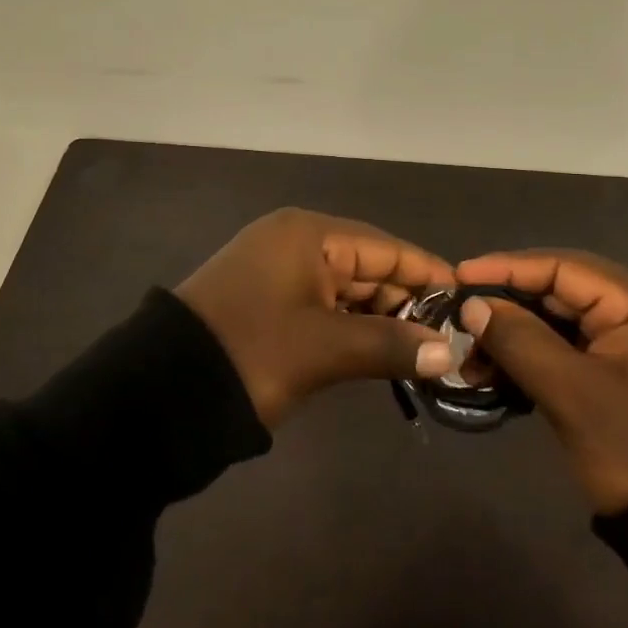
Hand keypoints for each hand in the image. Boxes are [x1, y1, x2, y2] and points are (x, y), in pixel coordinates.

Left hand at [175, 208, 457, 427]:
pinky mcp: (266, 301)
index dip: (427, 274)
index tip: (467, 303)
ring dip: (380, 319)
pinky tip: (380, 352)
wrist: (160, 393)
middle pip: (366, 266)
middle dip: (407, 303)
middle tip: (448, 340)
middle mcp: (295, 241)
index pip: (385, 247)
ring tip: (423, 352)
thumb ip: (392, 345)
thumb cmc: (252, 354)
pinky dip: (351, 327)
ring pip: (346, 289)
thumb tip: (449, 353)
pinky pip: (323, 306)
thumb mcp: (325, 349)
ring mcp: (278, 271)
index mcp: (308, 234)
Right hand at [456, 250, 627, 513]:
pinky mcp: (624, 370)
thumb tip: (472, 305)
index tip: (458, 276)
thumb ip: (519, 340)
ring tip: (470, 355)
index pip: (564, 266)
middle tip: (458, 317)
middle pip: (562, 290)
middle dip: (507, 305)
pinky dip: (534, 356)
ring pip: (561, 321)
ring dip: (515, 335)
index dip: (506, 268)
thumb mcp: (572, 394)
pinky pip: (571, 348)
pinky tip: (497, 372)